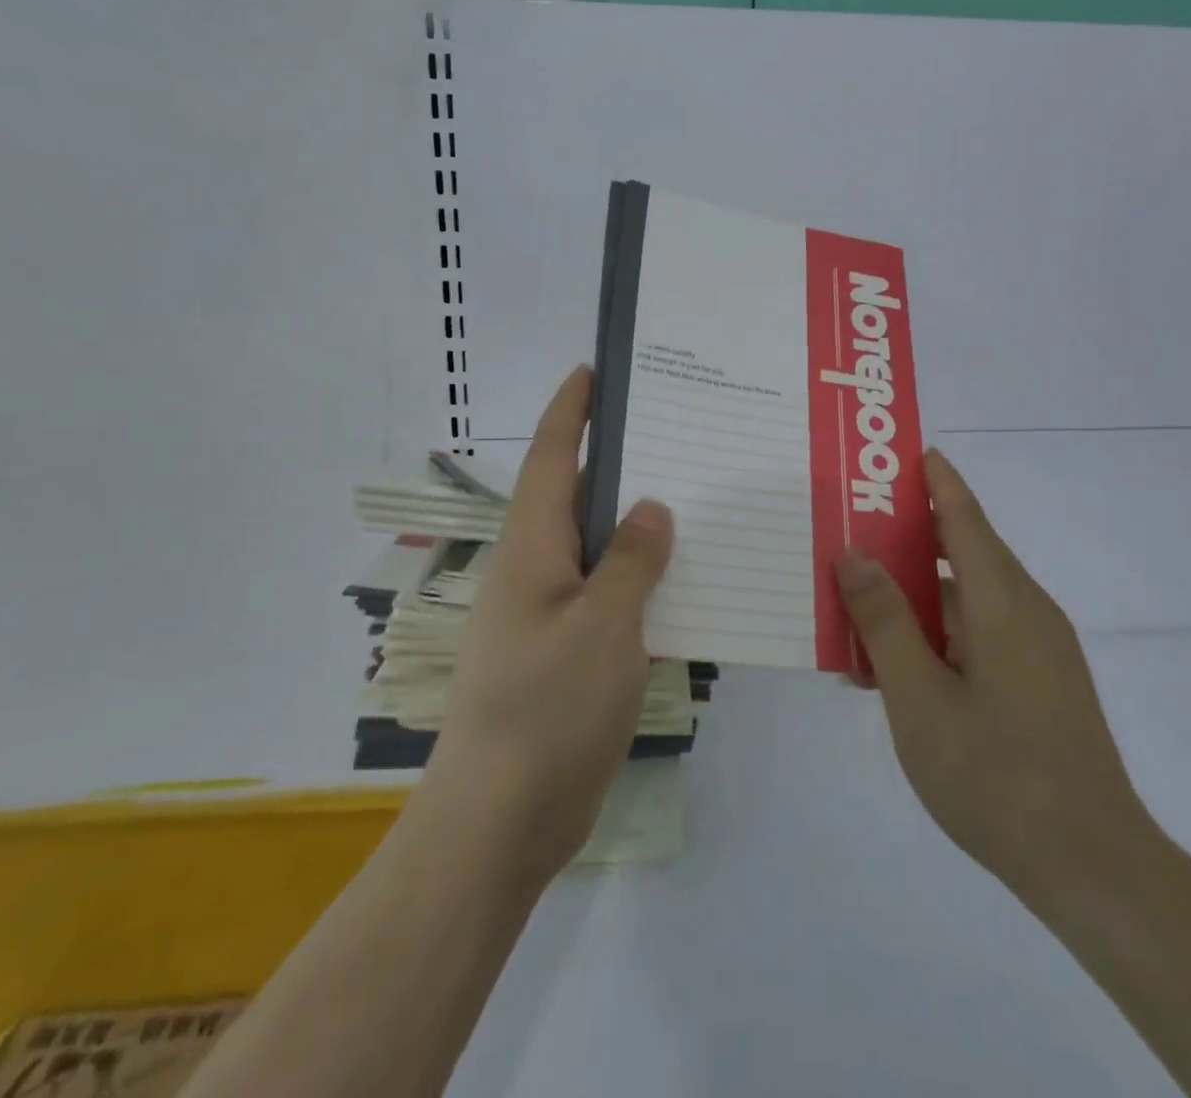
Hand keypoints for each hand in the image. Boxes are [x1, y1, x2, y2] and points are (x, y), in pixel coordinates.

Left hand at [420, 367, 673, 885]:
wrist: (501, 819)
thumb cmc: (548, 706)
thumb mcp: (603, 624)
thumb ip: (631, 560)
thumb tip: (650, 506)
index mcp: (532, 547)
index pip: (551, 458)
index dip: (570, 411)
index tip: (593, 370)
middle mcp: (535, 569)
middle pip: (576, 495)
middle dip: (614, 457)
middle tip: (671, 427)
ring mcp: (548, 614)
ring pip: (597, 547)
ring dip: (633, 521)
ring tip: (689, 493)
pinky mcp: (565, 653)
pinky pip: (608, 594)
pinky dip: (640, 576)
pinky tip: (682, 579)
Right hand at [835, 449, 1151, 913]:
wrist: (1093, 868)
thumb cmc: (997, 776)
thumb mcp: (918, 698)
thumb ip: (884, 621)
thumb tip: (854, 554)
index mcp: (1004, 602)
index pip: (964, 516)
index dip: (935, 479)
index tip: (903, 450)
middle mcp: (1026, 612)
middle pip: (961, 553)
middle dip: (907, 537)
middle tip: (851, 526)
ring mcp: (1037, 650)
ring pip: (965, 600)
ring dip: (914, 597)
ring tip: (856, 605)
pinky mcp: (1038, 681)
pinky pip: (978, 635)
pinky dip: (935, 634)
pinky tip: (894, 665)